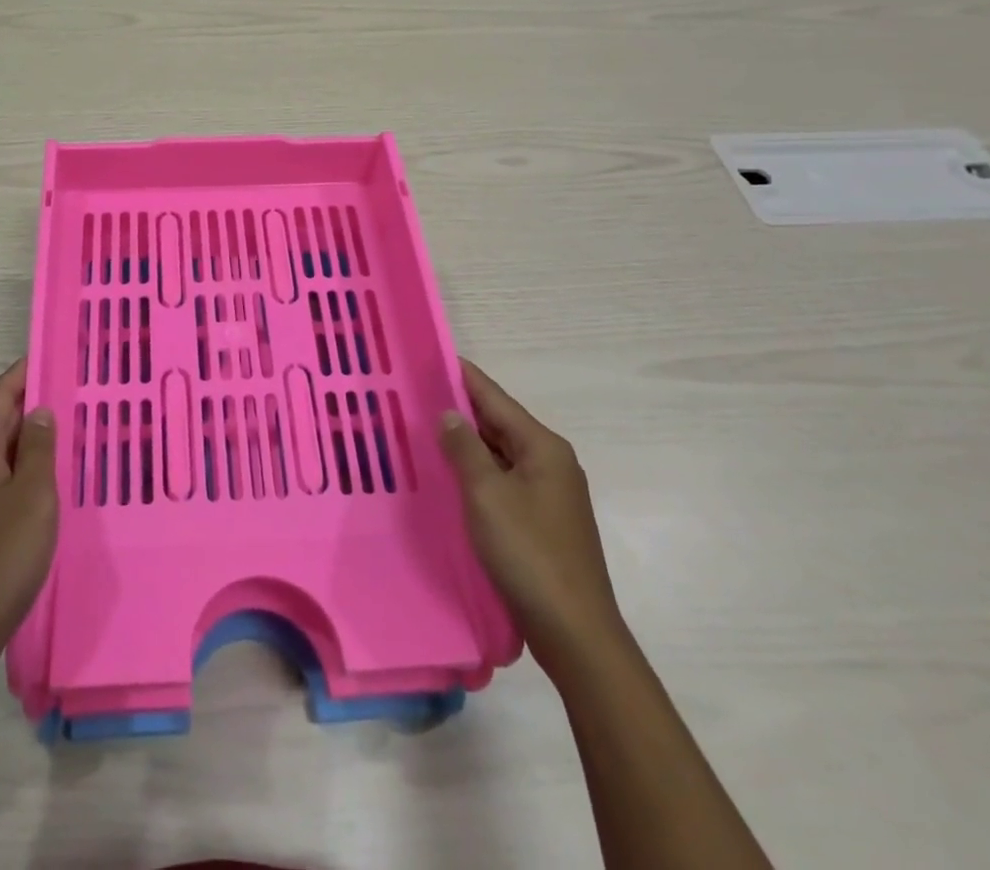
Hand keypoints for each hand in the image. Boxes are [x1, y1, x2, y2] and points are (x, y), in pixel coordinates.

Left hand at [0, 359, 57, 672]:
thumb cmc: (1, 557)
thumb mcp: (34, 496)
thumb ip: (39, 449)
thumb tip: (39, 411)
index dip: (24, 372)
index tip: (54, 355)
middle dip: (32, 404)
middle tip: (74, 394)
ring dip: (30, 439)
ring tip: (68, 433)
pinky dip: (22, 468)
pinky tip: (47, 482)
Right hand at [440, 359, 626, 677]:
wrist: (575, 633)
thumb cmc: (529, 554)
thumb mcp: (487, 495)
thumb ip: (465, 448)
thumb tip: (450, 413)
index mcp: (543, 447)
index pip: (495, 398)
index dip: (462, 376)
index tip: (430, 356)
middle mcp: (551, 462)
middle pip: (499, 423)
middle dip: (460, 409)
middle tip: (414, 394)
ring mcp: (549, 493)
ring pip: (500, 453)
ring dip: (467, 442)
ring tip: (423, 428)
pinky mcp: (542, 520)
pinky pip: (503, 480)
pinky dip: (477, 470)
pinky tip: (450, 474)